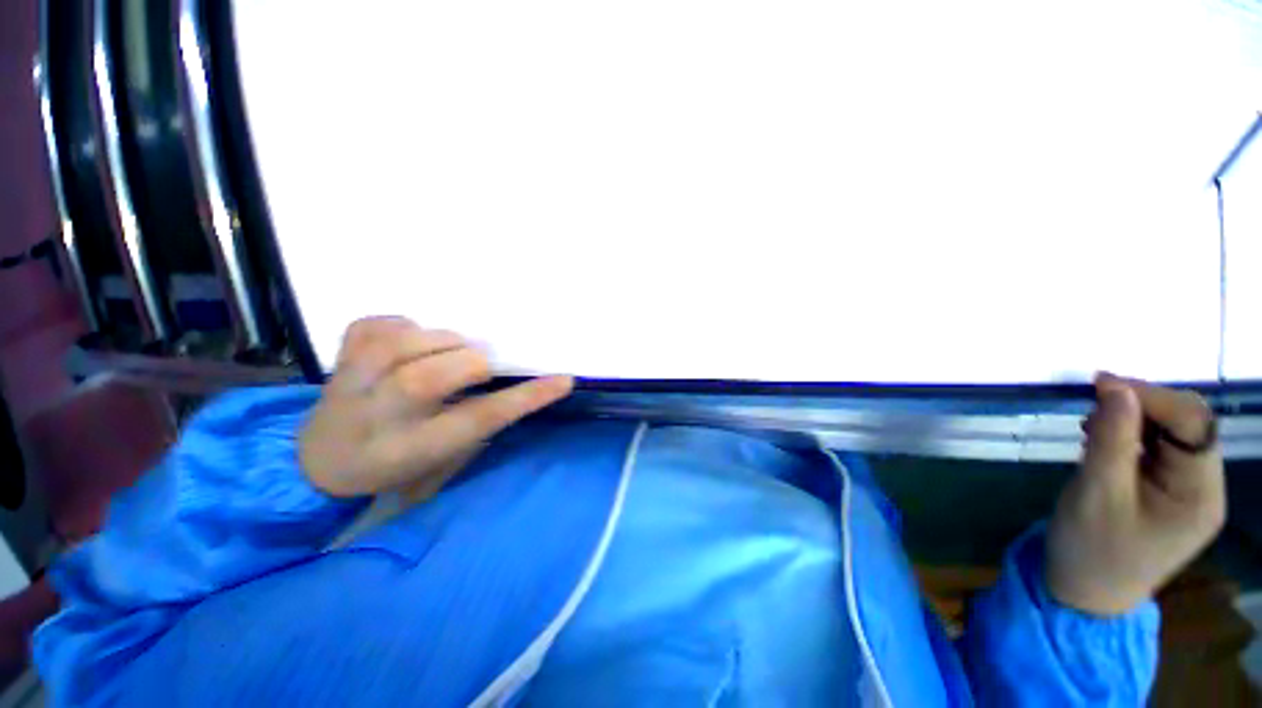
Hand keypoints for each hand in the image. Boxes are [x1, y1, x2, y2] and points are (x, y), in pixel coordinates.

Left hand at [299, 317, 573, 498]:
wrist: (317, 463)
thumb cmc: (391, 467)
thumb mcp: (441, 463)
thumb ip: (476, 426)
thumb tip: (509, 383)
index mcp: (410, 449)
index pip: (478, 420)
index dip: (524, 398)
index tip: (563, 380)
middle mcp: (377, 416)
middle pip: (428, 379)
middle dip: (472, 364)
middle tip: (483, 365)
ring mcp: (351, 383)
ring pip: (399, 346)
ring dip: (442, 340)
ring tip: (451, 349)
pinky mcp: (338, 360)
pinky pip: (373, 326)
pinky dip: (401, 325)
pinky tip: (410, 339)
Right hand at [1045, 374, 1225, 615]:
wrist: (1083, 592)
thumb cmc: (1091, 548)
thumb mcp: (1096, 492)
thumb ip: (1111, 439)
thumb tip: (1116, 387)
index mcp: (1200, 494)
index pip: (1193, 424)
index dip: (1151, 396)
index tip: (1099, 382)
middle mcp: (1203, 487)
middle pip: (1186, 427)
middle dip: (1141, 406)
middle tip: (1090, 405)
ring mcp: (1186, 491)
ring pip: (1169, 435)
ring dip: (1131, 420)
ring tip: (1090, 427)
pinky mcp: (1166, 492)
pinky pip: (1155, 449)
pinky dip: (1127, 435)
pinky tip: (1100, 440)